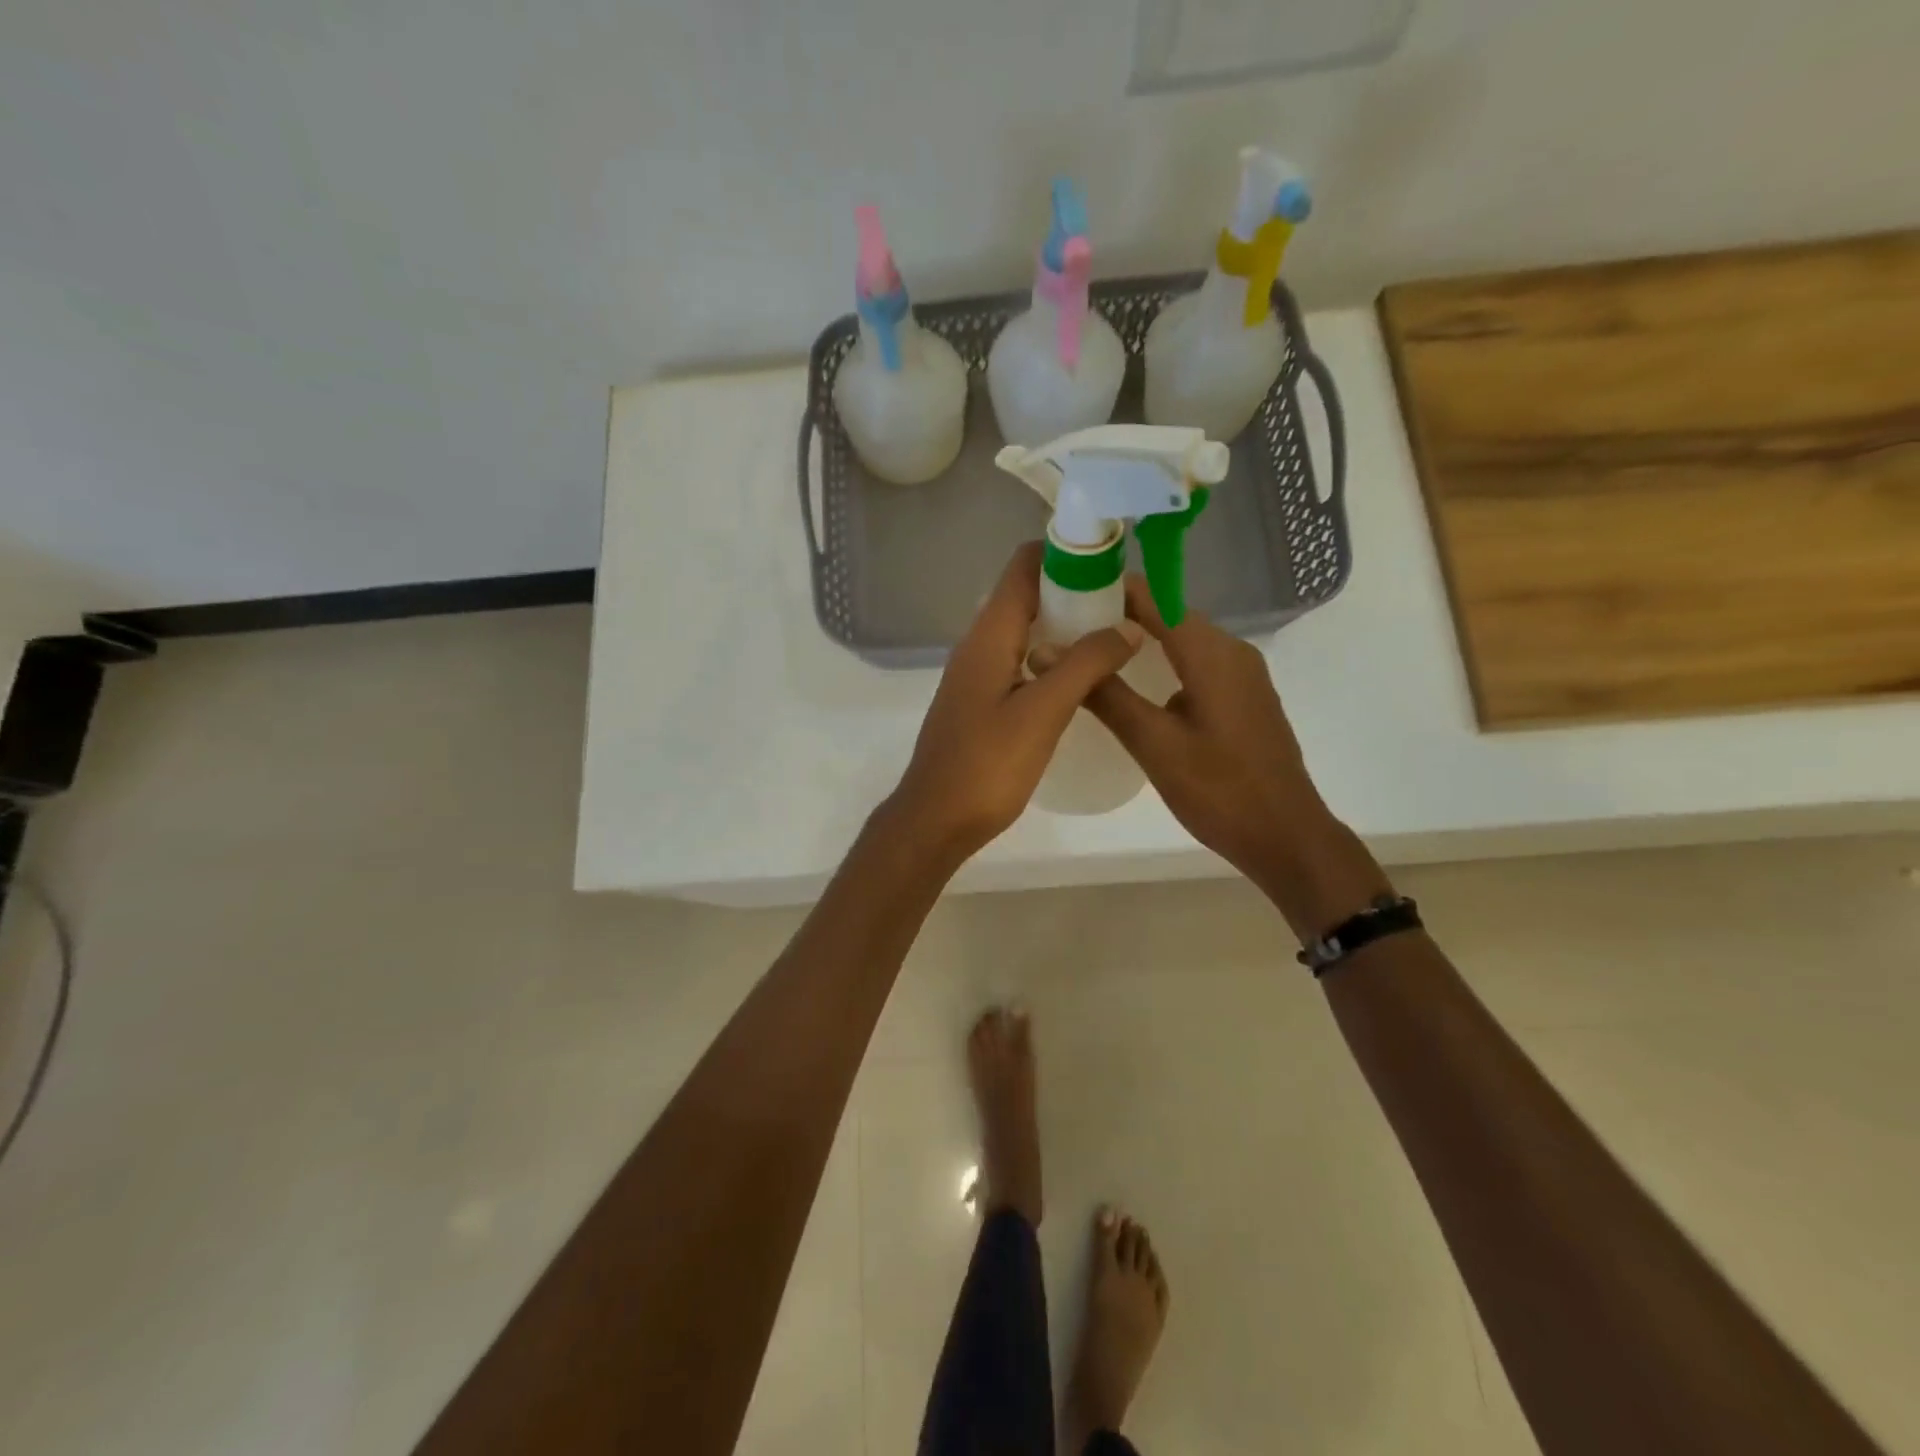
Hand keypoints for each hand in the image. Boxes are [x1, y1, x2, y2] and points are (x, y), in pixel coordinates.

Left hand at [886, 543, 1144, 864]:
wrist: (936, 819)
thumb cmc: (986, 766)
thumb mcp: (1042, 712)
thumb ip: (1085, 665)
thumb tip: (1127, 625)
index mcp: (988, 636)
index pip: (1023, 566)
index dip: (1066, 553)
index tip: (1113, 560)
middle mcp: (978, 645)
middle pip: (1027, 595)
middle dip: (1074, 589)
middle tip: (1125, 602)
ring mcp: (977, 674)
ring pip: (1025, 630)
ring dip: (1065, 624)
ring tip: (1114, 633)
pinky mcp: (981, 701)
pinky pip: (1020, 660)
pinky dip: (1052, 656)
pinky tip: (1082, 676)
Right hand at [1076, 578, 1389, 935]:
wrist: (1285, 836)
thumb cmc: (1219, 790)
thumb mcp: (1153, 743)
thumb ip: (1104, 694)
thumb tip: (1047, 651)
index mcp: (1212, 653)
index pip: (1155, 596)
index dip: (1110, 588)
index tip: (1065, 592)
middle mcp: (1232, 651)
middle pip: (1169, 613)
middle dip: (1119, 614)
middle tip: (1066, 628)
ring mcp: (1242, 674)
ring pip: (1183, 639)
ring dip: (1140, 639)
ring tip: (1090, 652)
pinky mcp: (1243, 697)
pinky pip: (1196, 663)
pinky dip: (1162, 662)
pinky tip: (1133, 684)